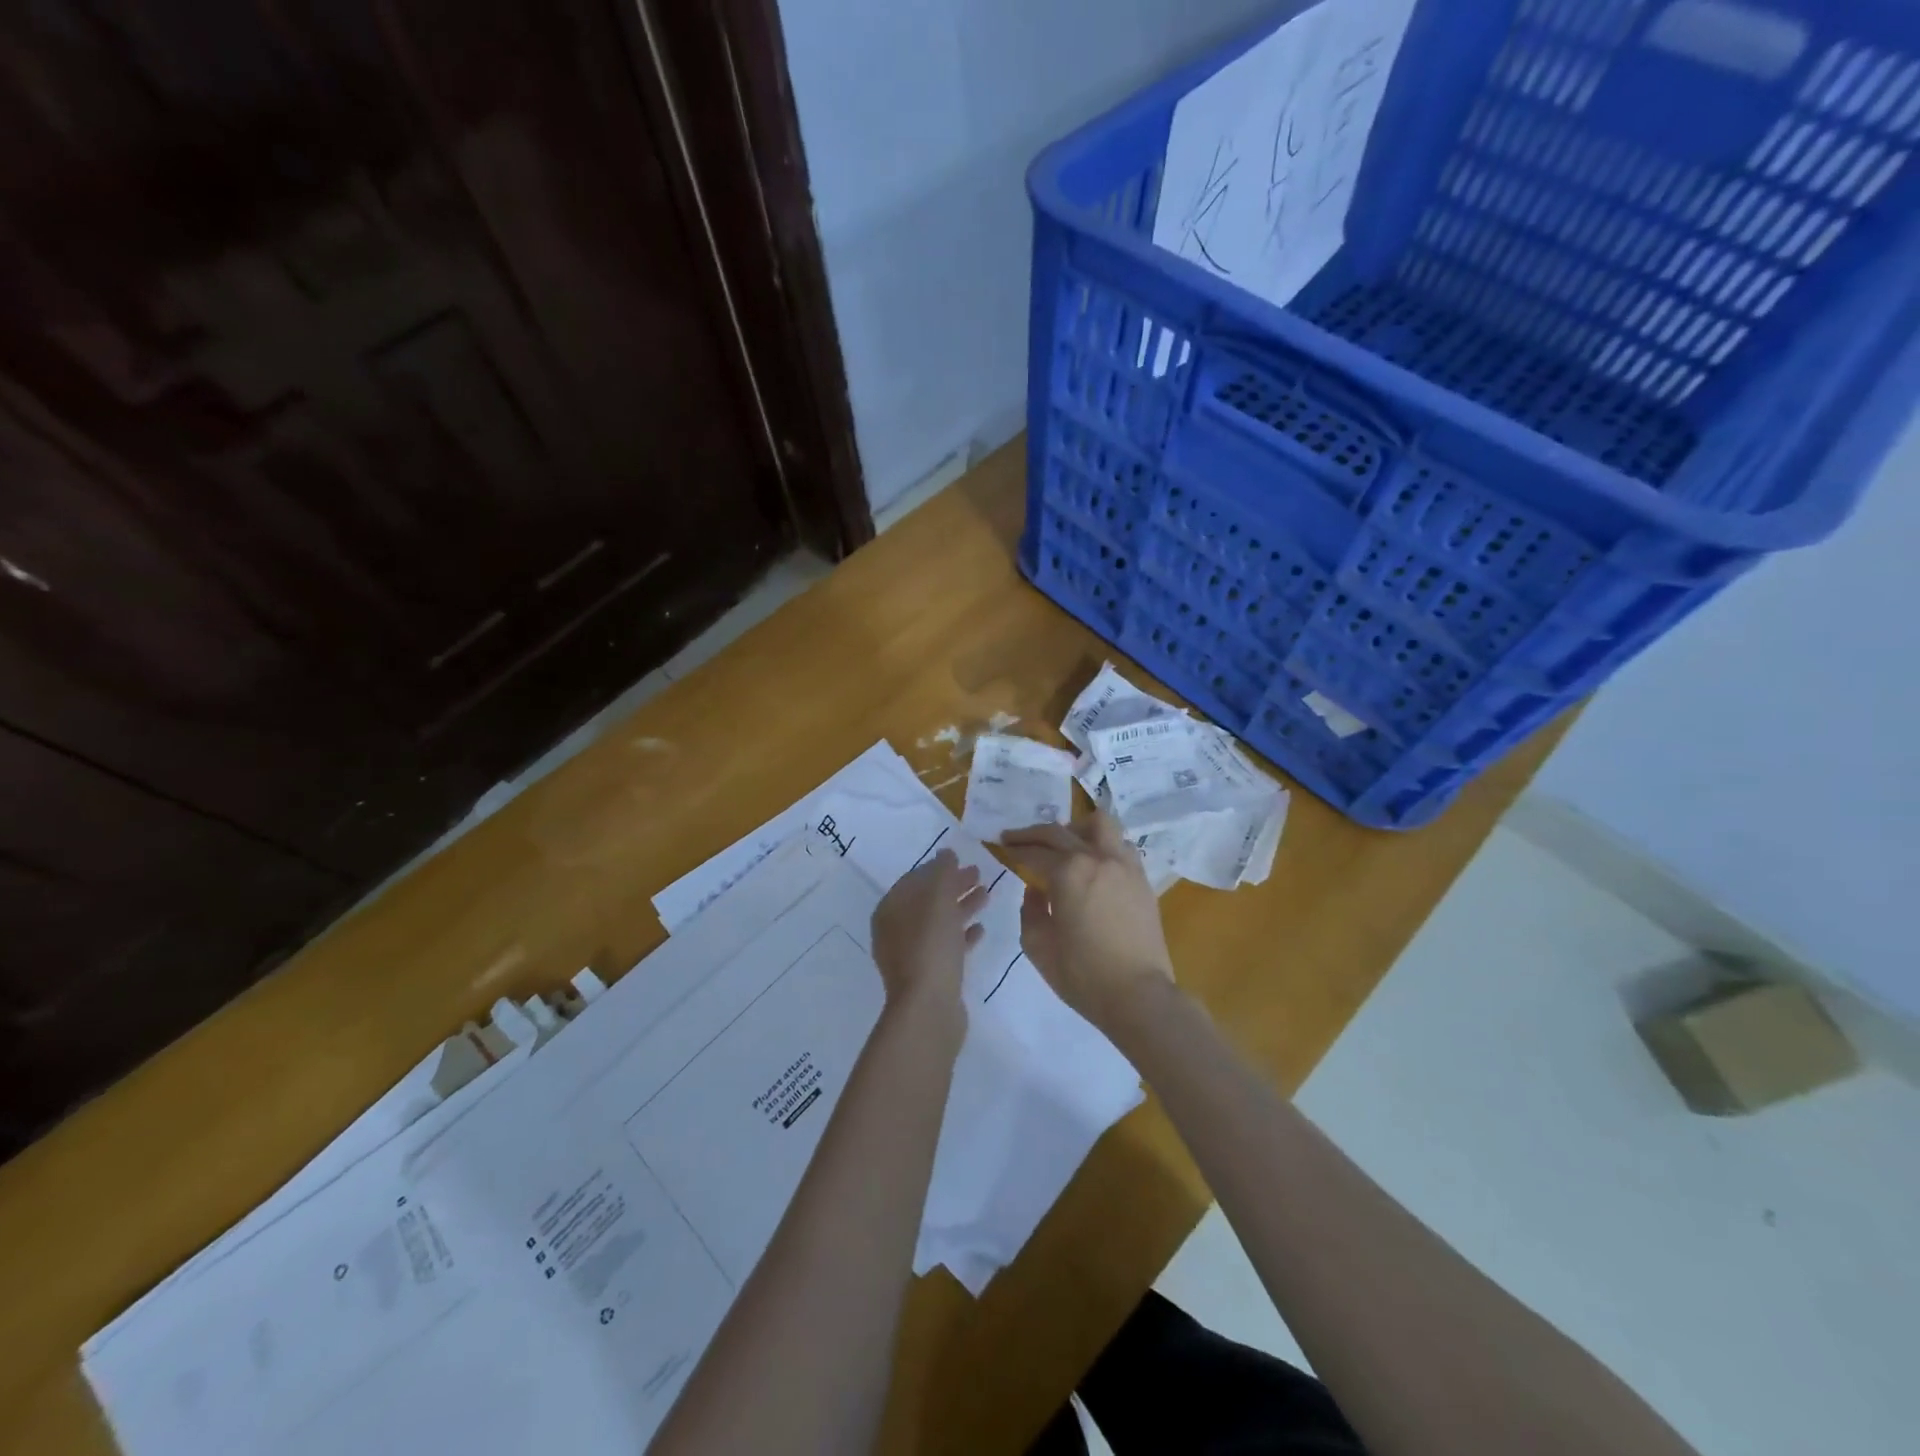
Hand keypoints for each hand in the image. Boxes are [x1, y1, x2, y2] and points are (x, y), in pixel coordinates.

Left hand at [870, 849, 987, 1023]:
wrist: (929, 1007)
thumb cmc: (930, 945)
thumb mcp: (938, 899)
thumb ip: (942, 872)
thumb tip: (945, 853)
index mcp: (890, 909)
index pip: (914, 879)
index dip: (938, 867)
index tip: (962, 860)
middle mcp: (895, 930)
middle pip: (927, 900)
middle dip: (952, 886)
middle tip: (979, 874)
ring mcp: (911, 955)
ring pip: (939, 923)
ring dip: (961, 907)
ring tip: (987, 896)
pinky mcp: (929, 975)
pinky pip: (946, 947)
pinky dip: (962, 935)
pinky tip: (981, 929)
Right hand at [1001, 812, 1175, 1031]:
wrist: (1138, 995)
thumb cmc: (1082, 975)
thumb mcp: (1038, 946)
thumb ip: (1029, 911)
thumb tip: (1035, 891)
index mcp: (1068, 873)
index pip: (1034, 851)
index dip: (1015, 847)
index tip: (1002, 844)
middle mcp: (1096, 858)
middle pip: (1059, 831)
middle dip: (1033, 833)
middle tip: (1017, 838)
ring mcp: (1124, 865)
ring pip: (1100, 824)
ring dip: (1075, 828)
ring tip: (1064, 844)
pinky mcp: (1141, 879)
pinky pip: (1120, 845)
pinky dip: (1102, 845)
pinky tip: (1093, 864)